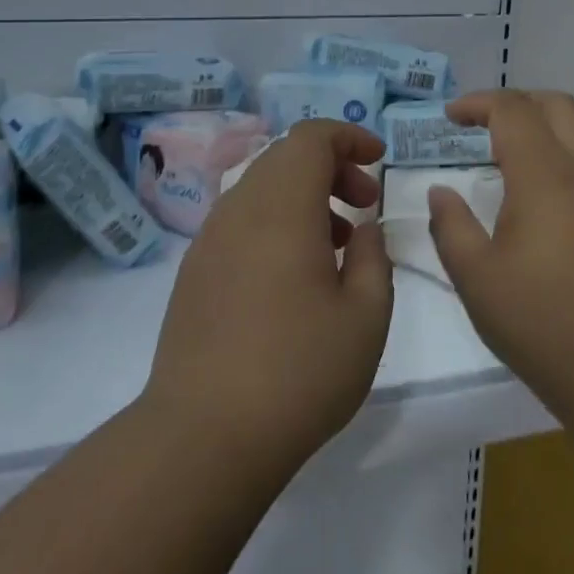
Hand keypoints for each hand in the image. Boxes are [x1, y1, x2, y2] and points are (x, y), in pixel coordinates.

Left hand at [142, 121, 392, 480]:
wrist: (204, 436)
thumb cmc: (299, 372)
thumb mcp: (365, 316)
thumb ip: (372, 257)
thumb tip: (364, 228)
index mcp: (281, 207)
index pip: (310, 137)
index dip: (349, 137)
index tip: (379, 161)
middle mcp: (238, 209)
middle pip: (284, 158)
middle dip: (331, 167)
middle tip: (364, 204)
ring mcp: (209, 240)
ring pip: (261, 189)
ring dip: (303, 197)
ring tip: (336, 243)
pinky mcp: (194, 271)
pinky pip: (240, 221)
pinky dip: (275, 222)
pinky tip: (294, 275)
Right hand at [426, 91, 573, 419]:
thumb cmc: (542, 323)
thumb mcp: (476, 278)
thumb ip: (451, 226)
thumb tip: (441, 192)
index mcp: (545, 176)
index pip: (513, 111)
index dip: (477, 104)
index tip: (449, 118)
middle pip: (556, 105)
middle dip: (514, 102)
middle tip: (479, 123)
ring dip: (541, 124)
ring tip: (504, 152)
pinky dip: (559, 150)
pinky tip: (536, 190)